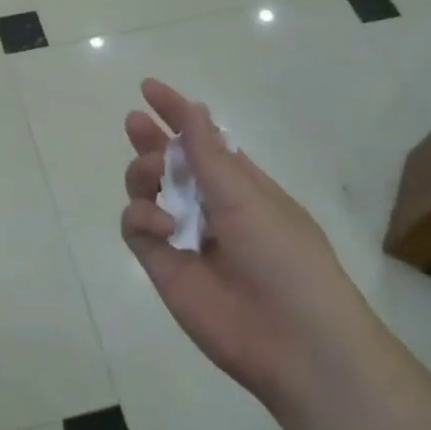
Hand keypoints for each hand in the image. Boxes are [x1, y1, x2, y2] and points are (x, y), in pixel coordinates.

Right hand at [119, 78, 362, 406]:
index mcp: (240, 185)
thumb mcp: (248, 195)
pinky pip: (136, 227)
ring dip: (145, 173)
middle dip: (151, 140)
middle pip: (169, 163)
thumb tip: (194, 110)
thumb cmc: (284, 256)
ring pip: (145, 190)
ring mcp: (182, 235)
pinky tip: (163, 227)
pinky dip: (142, 218)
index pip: (202, 140)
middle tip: (135, 123)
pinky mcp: (162, 265)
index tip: (149, 88)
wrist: (294, 341)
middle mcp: (209, 205)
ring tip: (154, 178)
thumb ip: (209, 154)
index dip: (177, 113)